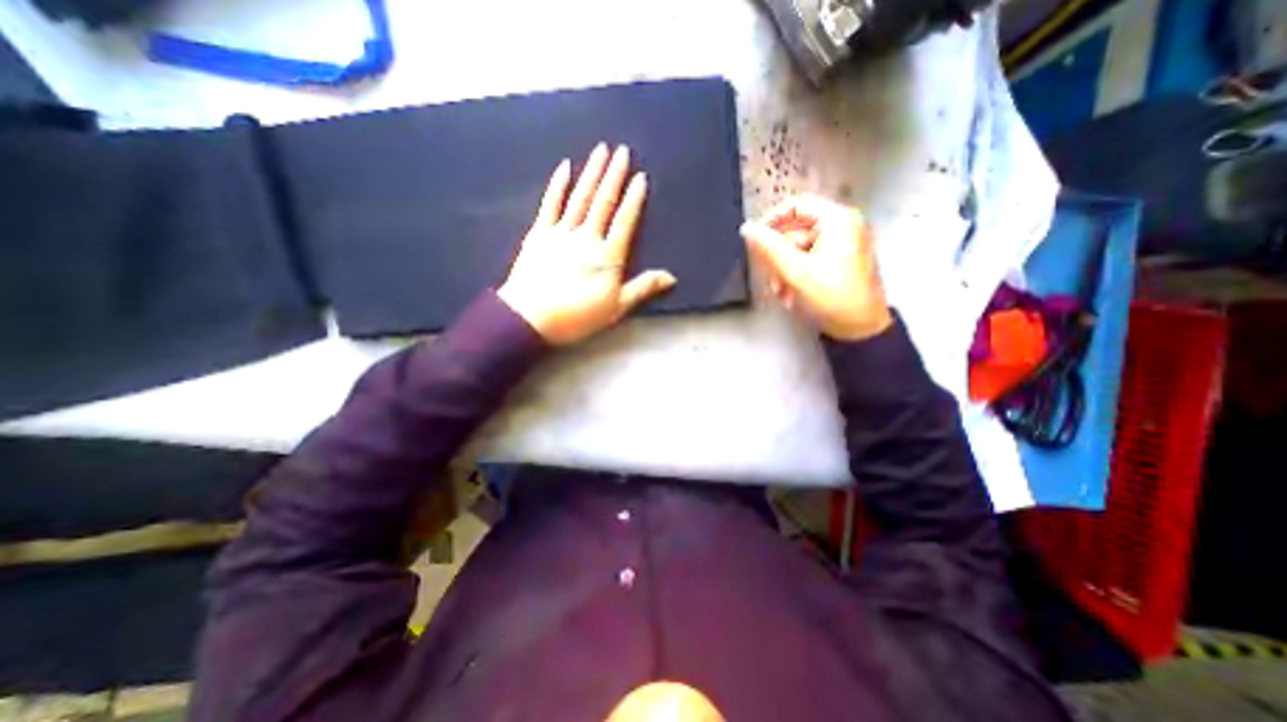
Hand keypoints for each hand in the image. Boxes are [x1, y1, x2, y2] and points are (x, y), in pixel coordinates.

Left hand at [495, 144, 677, 347]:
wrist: (531, 318)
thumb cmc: (577, 316)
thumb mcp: (616, 307)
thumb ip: (643, 288)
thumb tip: (671, 277)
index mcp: (607, 256)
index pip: (624, 221)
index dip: (633, 199)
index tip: (640, 177)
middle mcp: (586, 237)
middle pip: (603, 202)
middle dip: (614, 175)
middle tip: (622, 150)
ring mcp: (561, 232)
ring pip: (580, 198)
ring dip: (591, 173)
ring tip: (600, 150)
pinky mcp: (539, 234)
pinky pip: (550, 204)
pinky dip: (558, 185)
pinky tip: (565, 167)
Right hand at [740, 196, 890, 341]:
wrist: (861, 329)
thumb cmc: (831, 297)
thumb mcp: (796, 272)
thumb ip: (769, 248)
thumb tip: (746, 228)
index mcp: (837, 219)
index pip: (795, 205)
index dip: (770, 221)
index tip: (754, 243)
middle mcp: (841, 225)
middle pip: (795, 230)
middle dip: (778, 257)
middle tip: (771, 281)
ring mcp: (841, 243)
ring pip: (798, 248)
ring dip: (784, 271)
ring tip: (781, 295)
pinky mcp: (839, 260)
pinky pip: (808, 259)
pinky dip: (795, 275)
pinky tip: (791, 295)